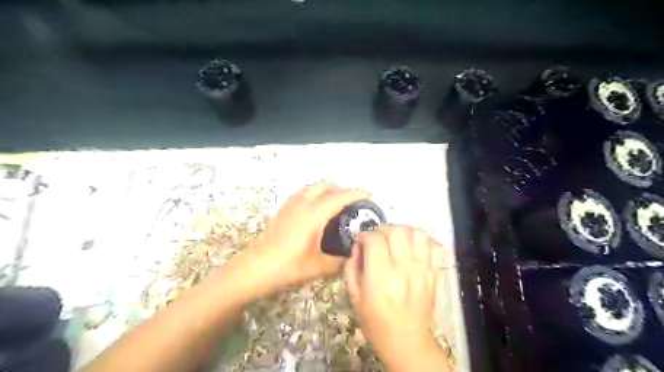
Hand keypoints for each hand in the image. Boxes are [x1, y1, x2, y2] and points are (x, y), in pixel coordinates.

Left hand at [235, 181, 370, 296]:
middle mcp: (302, 203)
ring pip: (312, 188)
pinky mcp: (282, 210)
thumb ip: (339, 262)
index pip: (340, 197)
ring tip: (335, 204)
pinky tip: (315, 210)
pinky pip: (302, 194)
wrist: (255, 268)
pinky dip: (314, 194)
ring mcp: (290, 205)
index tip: (369, 195)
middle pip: (325, 186)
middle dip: (341, 189)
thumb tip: (351, 259)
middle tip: (352, 202)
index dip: (356, 193)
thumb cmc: (288, 266)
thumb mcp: (319, 267)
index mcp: (314, 214)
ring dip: (326, 190)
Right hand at [346, 225, 447, 370]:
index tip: (360, 242)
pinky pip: (435, 246)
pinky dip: (425, 240)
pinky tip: (414, 247)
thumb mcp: (354, 297)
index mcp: (380, 277)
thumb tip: (357, 247)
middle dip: (382, 230)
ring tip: (395, 240)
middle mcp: (404, 269)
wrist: (407, 341)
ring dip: (403, 231)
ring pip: (417, 233)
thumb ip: (351, 268)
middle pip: (396, 231)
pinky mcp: (434, 273)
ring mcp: (423, 270)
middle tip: (376, 240)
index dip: (364, 236)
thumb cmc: (376, 321)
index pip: (374, 240)